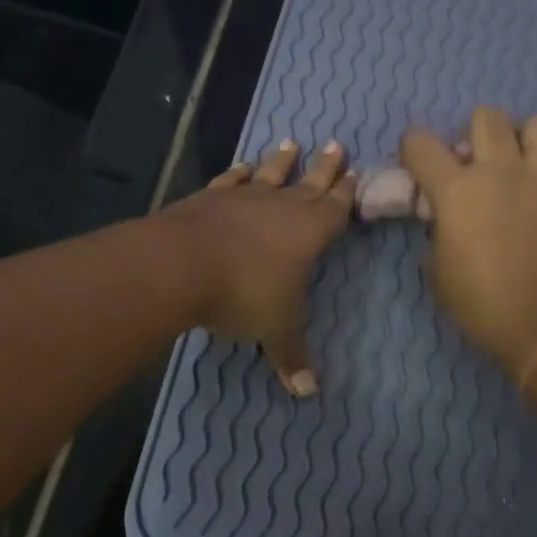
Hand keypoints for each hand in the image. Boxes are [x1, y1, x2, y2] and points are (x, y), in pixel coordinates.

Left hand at [160, 139, 357, 395]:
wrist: (182, 264)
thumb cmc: (244, 294)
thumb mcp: (275, 330)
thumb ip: (292, 357)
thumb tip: (309, 393)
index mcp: (310, 231)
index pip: (337, 206)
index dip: (347, 192)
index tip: (354, 173)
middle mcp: (282, 206)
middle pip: (309, 181)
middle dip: (324, 166)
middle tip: (334, 144)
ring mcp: (244, 198)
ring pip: (270, 174)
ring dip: (281, 161)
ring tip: (290, 143)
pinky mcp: (210, 197)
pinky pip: (230, 181)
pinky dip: (238, 173)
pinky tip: (242, 166)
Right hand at [401, 109, 536, 370]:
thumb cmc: (479, 303)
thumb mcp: (436, 271)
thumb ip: (437, 232)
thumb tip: (444, 219)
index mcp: (457, 189)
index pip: (421, 142)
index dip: (414, 150)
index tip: (420, 167)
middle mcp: (501, 170)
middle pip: (486, 116)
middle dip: (477, 133)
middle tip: (480, 162)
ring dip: (529, 141)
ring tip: (527, 165)